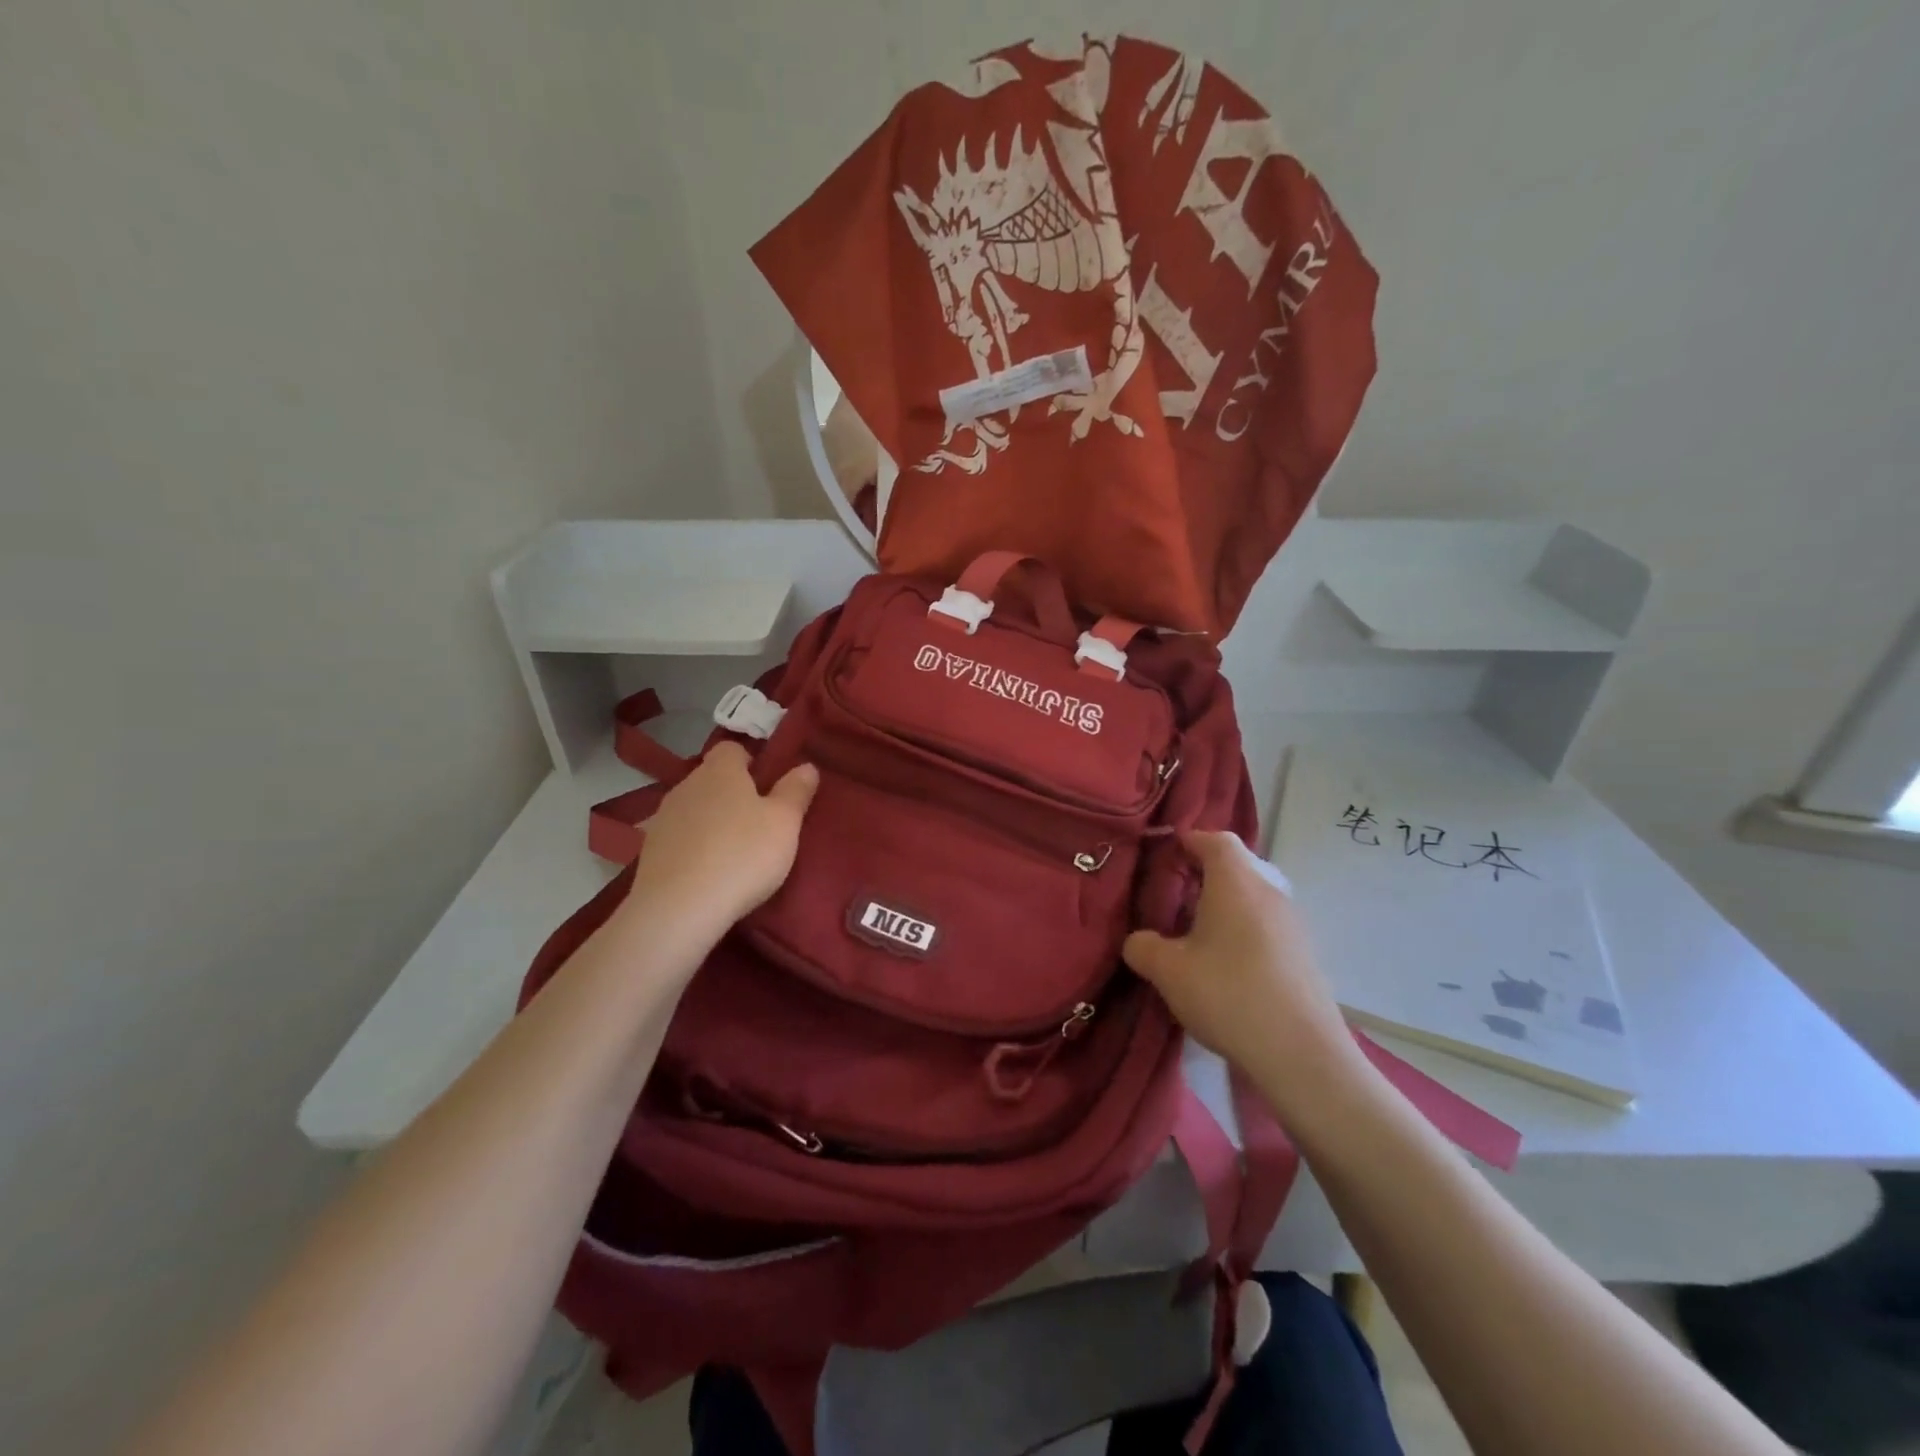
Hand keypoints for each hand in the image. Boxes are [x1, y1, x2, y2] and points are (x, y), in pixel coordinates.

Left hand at [625, 743, 818, 936]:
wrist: (679, 908)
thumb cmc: (742, 855)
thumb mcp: (784, 823)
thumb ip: (796, 791)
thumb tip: (806, 766)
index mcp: (720, 770)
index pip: (733, 749)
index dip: (752, 762)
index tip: (769, 787)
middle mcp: (687, 784)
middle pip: (713, 778)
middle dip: (734, 793)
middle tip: (759, 823)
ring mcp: (663, 817)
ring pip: (695, 808)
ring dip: (713, 821)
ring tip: (734, 851)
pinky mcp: (649, 850)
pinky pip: (680, 837)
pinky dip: (694, 846)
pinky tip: (708, 871)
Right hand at [1123, 832, 1360, 1106]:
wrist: (1301, 1054)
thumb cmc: (1228, 994)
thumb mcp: (1167, 971)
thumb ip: (1143, 946)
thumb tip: (1138, 941)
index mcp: (1237, 882)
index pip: (1215, 839)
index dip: (1189, 839)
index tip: (1166, 853)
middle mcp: (1270, 892)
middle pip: (1238, 865)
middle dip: (1206, 872)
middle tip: (1175, 892)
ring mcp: (1294, 924)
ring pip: (1254, 895)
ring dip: (1227, 903)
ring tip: (1197, 930)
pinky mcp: (1305, 954)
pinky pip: (1268, 924)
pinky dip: (1245, 928)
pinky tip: (1227, 963)